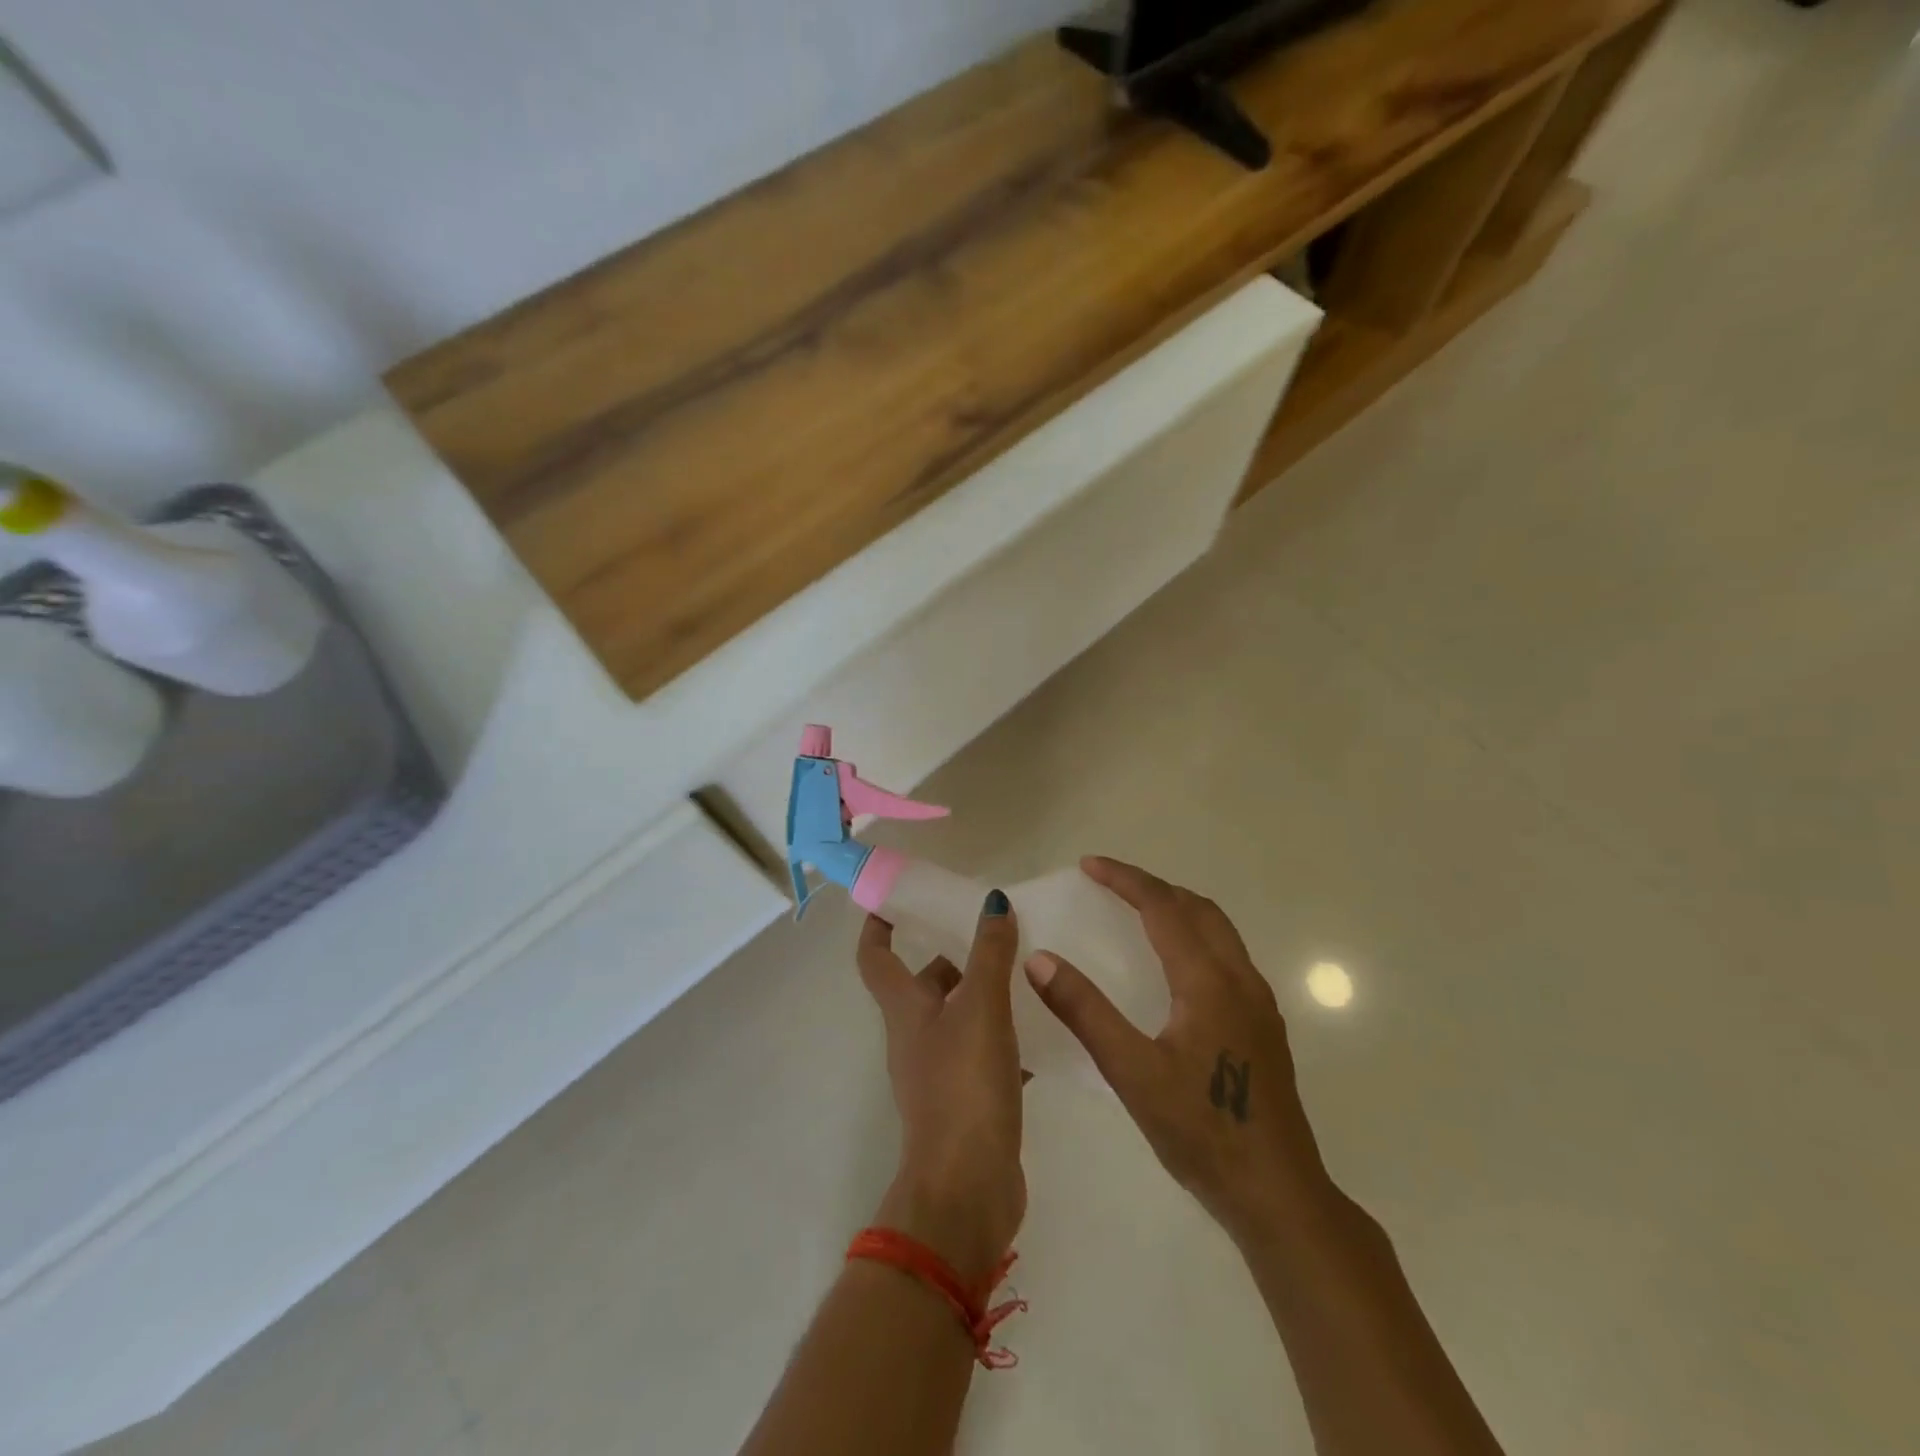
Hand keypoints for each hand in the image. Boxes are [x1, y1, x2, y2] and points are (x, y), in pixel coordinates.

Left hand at [858, 893, 1025, 1280]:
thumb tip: (993, 902)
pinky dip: (1007, 1040)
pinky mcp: (967, 1102)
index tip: (896, 899)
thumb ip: (989, 955)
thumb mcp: (982, 1010)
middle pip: (925, 985)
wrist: (966, 1188)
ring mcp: (939, 1073)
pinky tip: (1043, 1035)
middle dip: (952, 956)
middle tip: (994, 932)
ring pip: (959, 1019)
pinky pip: (984, 1056)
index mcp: (906, 1011)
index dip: (878, 926)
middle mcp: (915, 1037)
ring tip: (1028, 974)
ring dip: (984, 996)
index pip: (876, 958)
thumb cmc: (965, 1086)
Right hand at [1024, 858, 1332, 1245]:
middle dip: (1153, 887)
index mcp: (1209, 982)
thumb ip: (1085, 1011)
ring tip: (1137, 913)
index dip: (1125, 880)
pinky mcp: (1264, 1026)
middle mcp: (1240, 980)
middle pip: (1198, 909)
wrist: (1279, 1196)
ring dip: (1178, 909)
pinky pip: (1227, 956)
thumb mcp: (1132, 1072)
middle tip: (1109, 885)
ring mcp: (1259, 1004)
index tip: (1088, 865)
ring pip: (1219, 931)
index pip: (1163, 908)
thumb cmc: (1202, 1132)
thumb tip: (1039, 959)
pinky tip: (1174, 968)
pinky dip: (1195, 936)